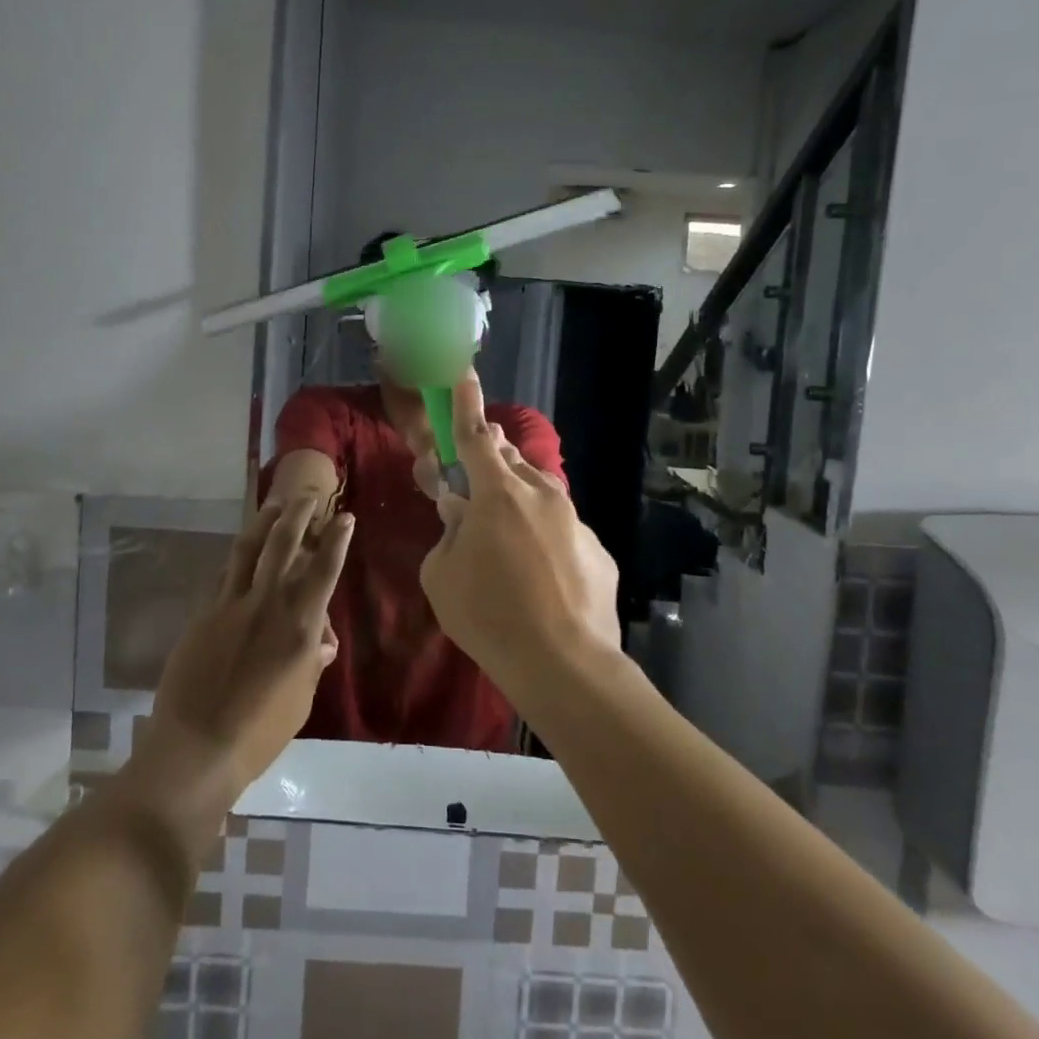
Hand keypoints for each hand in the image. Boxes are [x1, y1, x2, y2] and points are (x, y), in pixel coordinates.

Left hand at [145, 498, 353, 790]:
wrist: (197, 747)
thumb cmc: (260, 732)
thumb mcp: (301, 700)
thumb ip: (312, 662)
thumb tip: (321, 641)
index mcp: (300, 626)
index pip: (324, 569)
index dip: (337, 539)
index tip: (344, 517)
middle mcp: (268, 604)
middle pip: (284, 544)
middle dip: (299, 513)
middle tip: (307, 494)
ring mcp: (231, 605)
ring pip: (249, 549)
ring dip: (264, 522)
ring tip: (274, 505)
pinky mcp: (204, 614)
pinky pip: (224, 575)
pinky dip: (238, 558)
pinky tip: (242, 551)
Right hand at [418, 376, 621, 688]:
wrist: (565, 664)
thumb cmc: (489, 615)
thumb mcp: (442, 574)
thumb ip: (449, 534)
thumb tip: (461, 517)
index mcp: (498, 492)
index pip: (475, 434)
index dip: (465, 402)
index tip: (465, 373)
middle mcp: (541, 494)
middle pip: (509, 459)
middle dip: (489, 458)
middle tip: (474, 479)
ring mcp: (575, 521)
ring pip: (539, 495)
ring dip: (517, 503)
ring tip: (504, 541)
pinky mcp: (596, 551)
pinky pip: (562, 532)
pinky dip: (544, 541)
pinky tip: (539, 580)